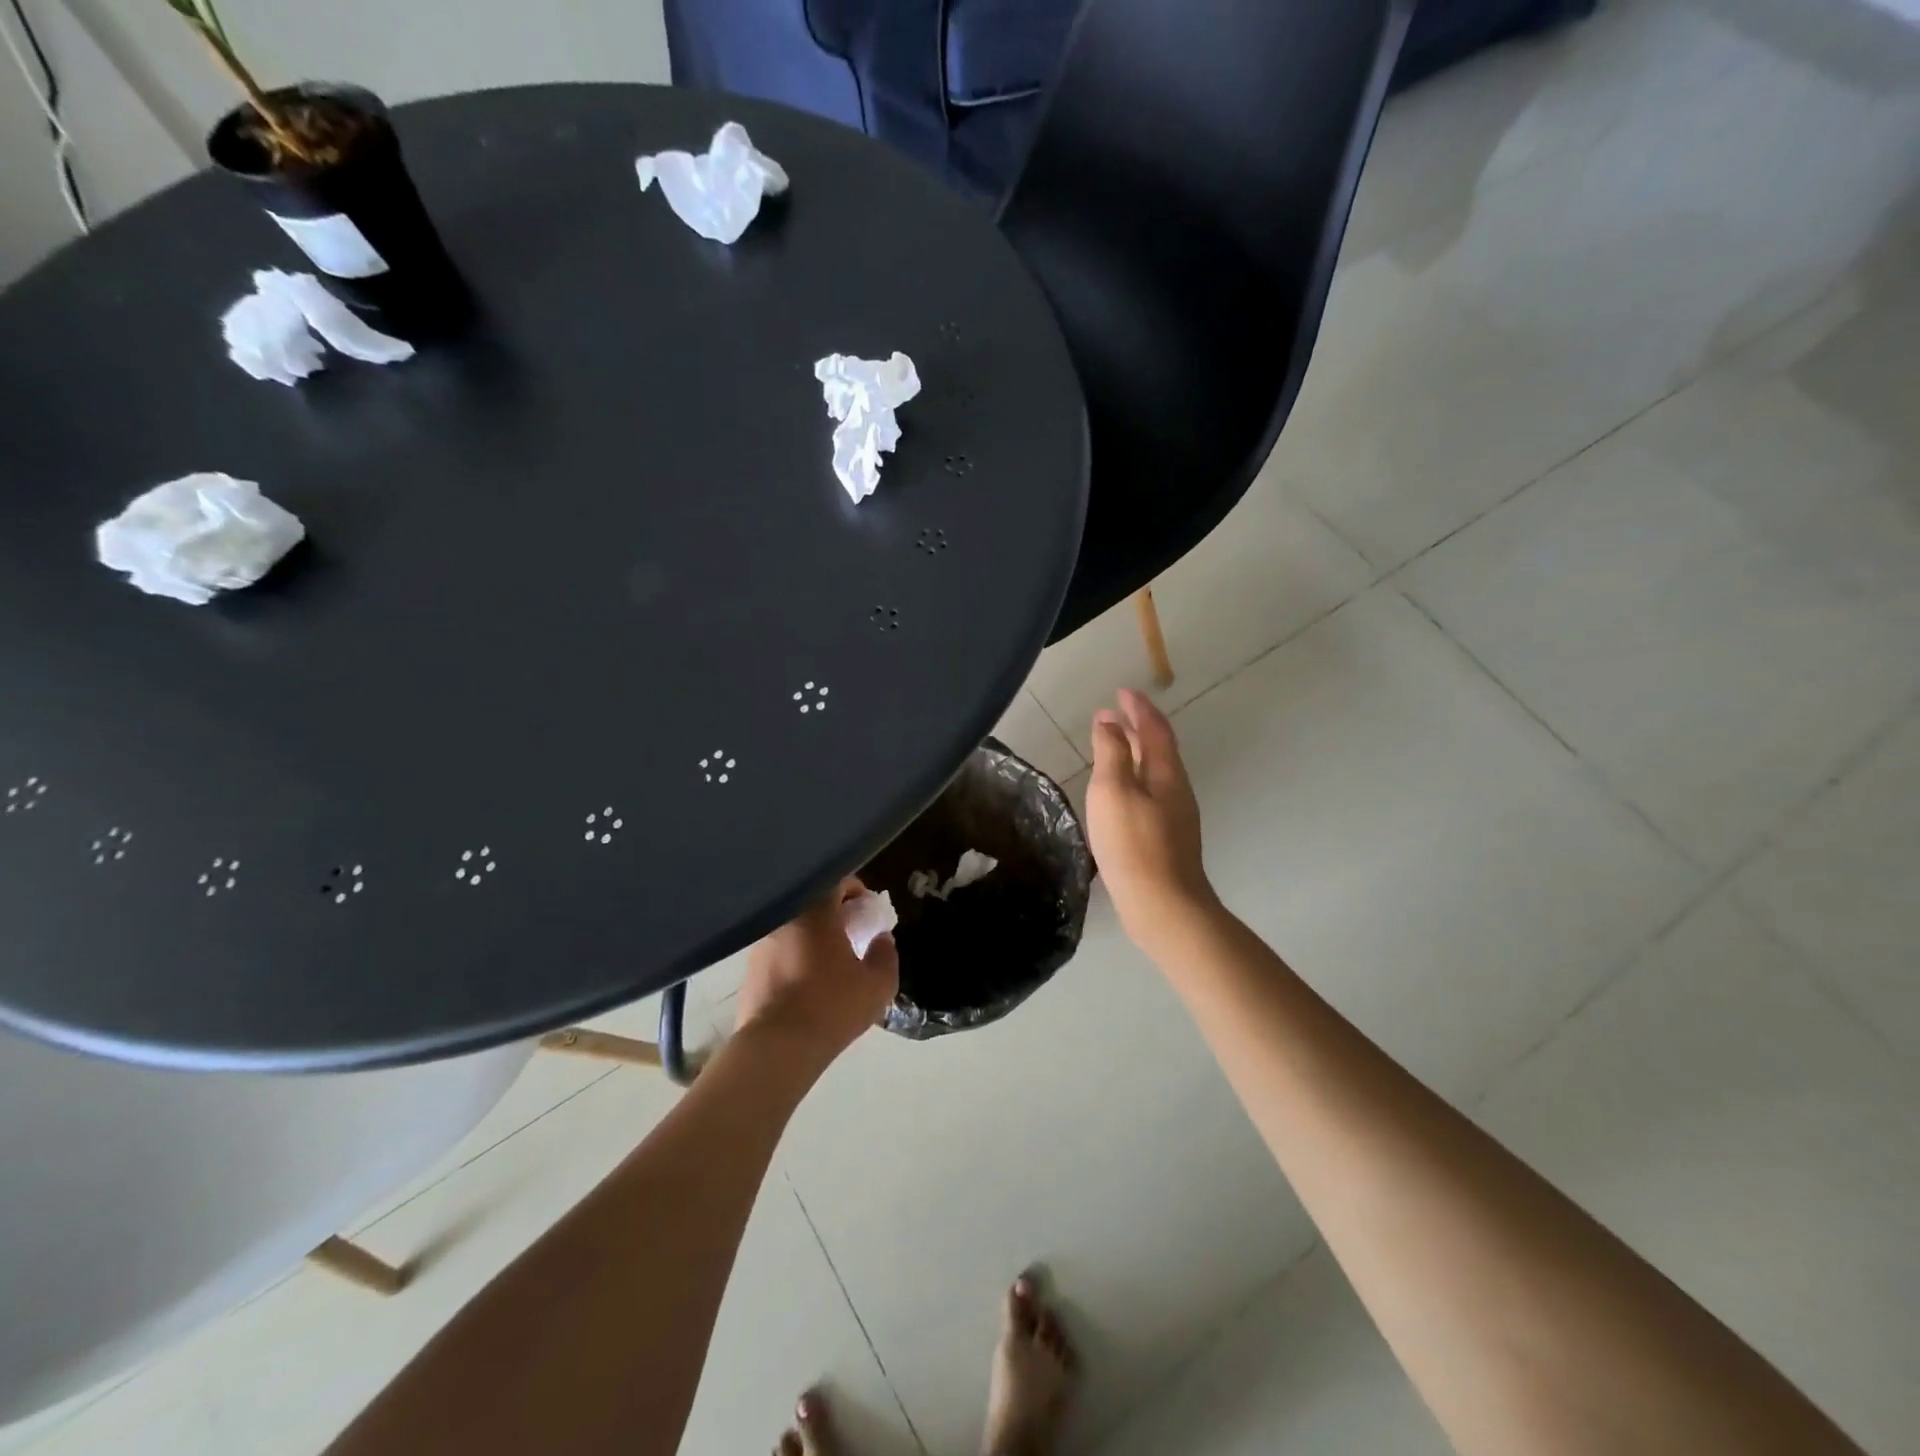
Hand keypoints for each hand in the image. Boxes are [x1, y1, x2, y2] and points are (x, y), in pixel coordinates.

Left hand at [736, 879, 899, 1068]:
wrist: (776, 1047)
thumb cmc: (832, 1007)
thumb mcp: (877, 984)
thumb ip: (886, 954)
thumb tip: (881, 939)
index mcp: (815, 912)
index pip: (837, 881)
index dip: (856, 891)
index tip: (867, 911)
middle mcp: (784, 918)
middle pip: (812, 903)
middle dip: (834, 914)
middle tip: (851, 936)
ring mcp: (762, 944)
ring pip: (794, 928)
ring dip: (812, 937)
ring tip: (828, 964)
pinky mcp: (749, 970)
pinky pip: (779, 952)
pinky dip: (794, 957)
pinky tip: (806, 984)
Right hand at [1087, 690, 1216, 949]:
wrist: (1164, 906)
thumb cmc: (1133, 844)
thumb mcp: (1114, 792)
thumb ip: (1111, 753)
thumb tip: (1109, 721)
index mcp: (1166, 773)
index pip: (1154, 728)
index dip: (1139, 707)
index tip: (1122, 691)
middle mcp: (1176, 789)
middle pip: (1158, 748)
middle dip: (1137, 726)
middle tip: (1113, 713)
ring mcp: (1175, 815)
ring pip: (1155, 771)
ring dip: (1135, 752)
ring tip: (1113, 745)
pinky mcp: (1167, 838)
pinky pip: (1151, 792)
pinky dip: (1135, 777)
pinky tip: (1121, 791)